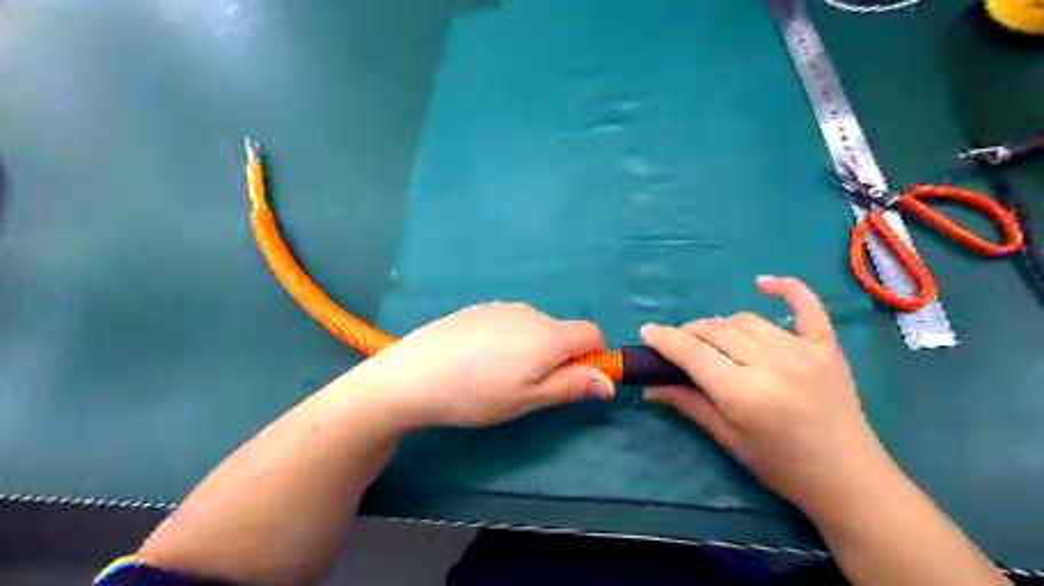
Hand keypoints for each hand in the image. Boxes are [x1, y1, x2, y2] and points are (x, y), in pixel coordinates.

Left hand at [345, 301, 613, 424]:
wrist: (414, 374)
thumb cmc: (477, 394)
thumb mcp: (528, 399)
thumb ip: (571, 386)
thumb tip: (609, 382)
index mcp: (549, 335)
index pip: (592, 333)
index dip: (593, 356)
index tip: (574, 379)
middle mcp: (530, 313)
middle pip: (562, 331)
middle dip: (559, 356)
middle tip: (528, 386)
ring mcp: (502, 307)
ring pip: (534, 326)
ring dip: (532, 347)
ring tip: (498, 375)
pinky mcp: (479, 308)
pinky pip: (509, 321)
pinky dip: (508, 338)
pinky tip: (478, 359)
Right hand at [646, 278, 888, 513]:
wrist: (848, 478)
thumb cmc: (781, 466)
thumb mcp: (727, 438)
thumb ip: (688, 404)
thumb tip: (648, 387)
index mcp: (745, 394)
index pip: (694, 354)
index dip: (666, 339)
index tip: (647, 331)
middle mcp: (772, 364)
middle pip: (717, 332)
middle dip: (689, 333)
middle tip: (678, 345)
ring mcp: (803, 350)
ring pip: (746, 320)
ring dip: (720, 325)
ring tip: (712, 340)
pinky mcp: (826, 346)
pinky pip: (806, 306)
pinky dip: (786, 288)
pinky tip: (762, 283)